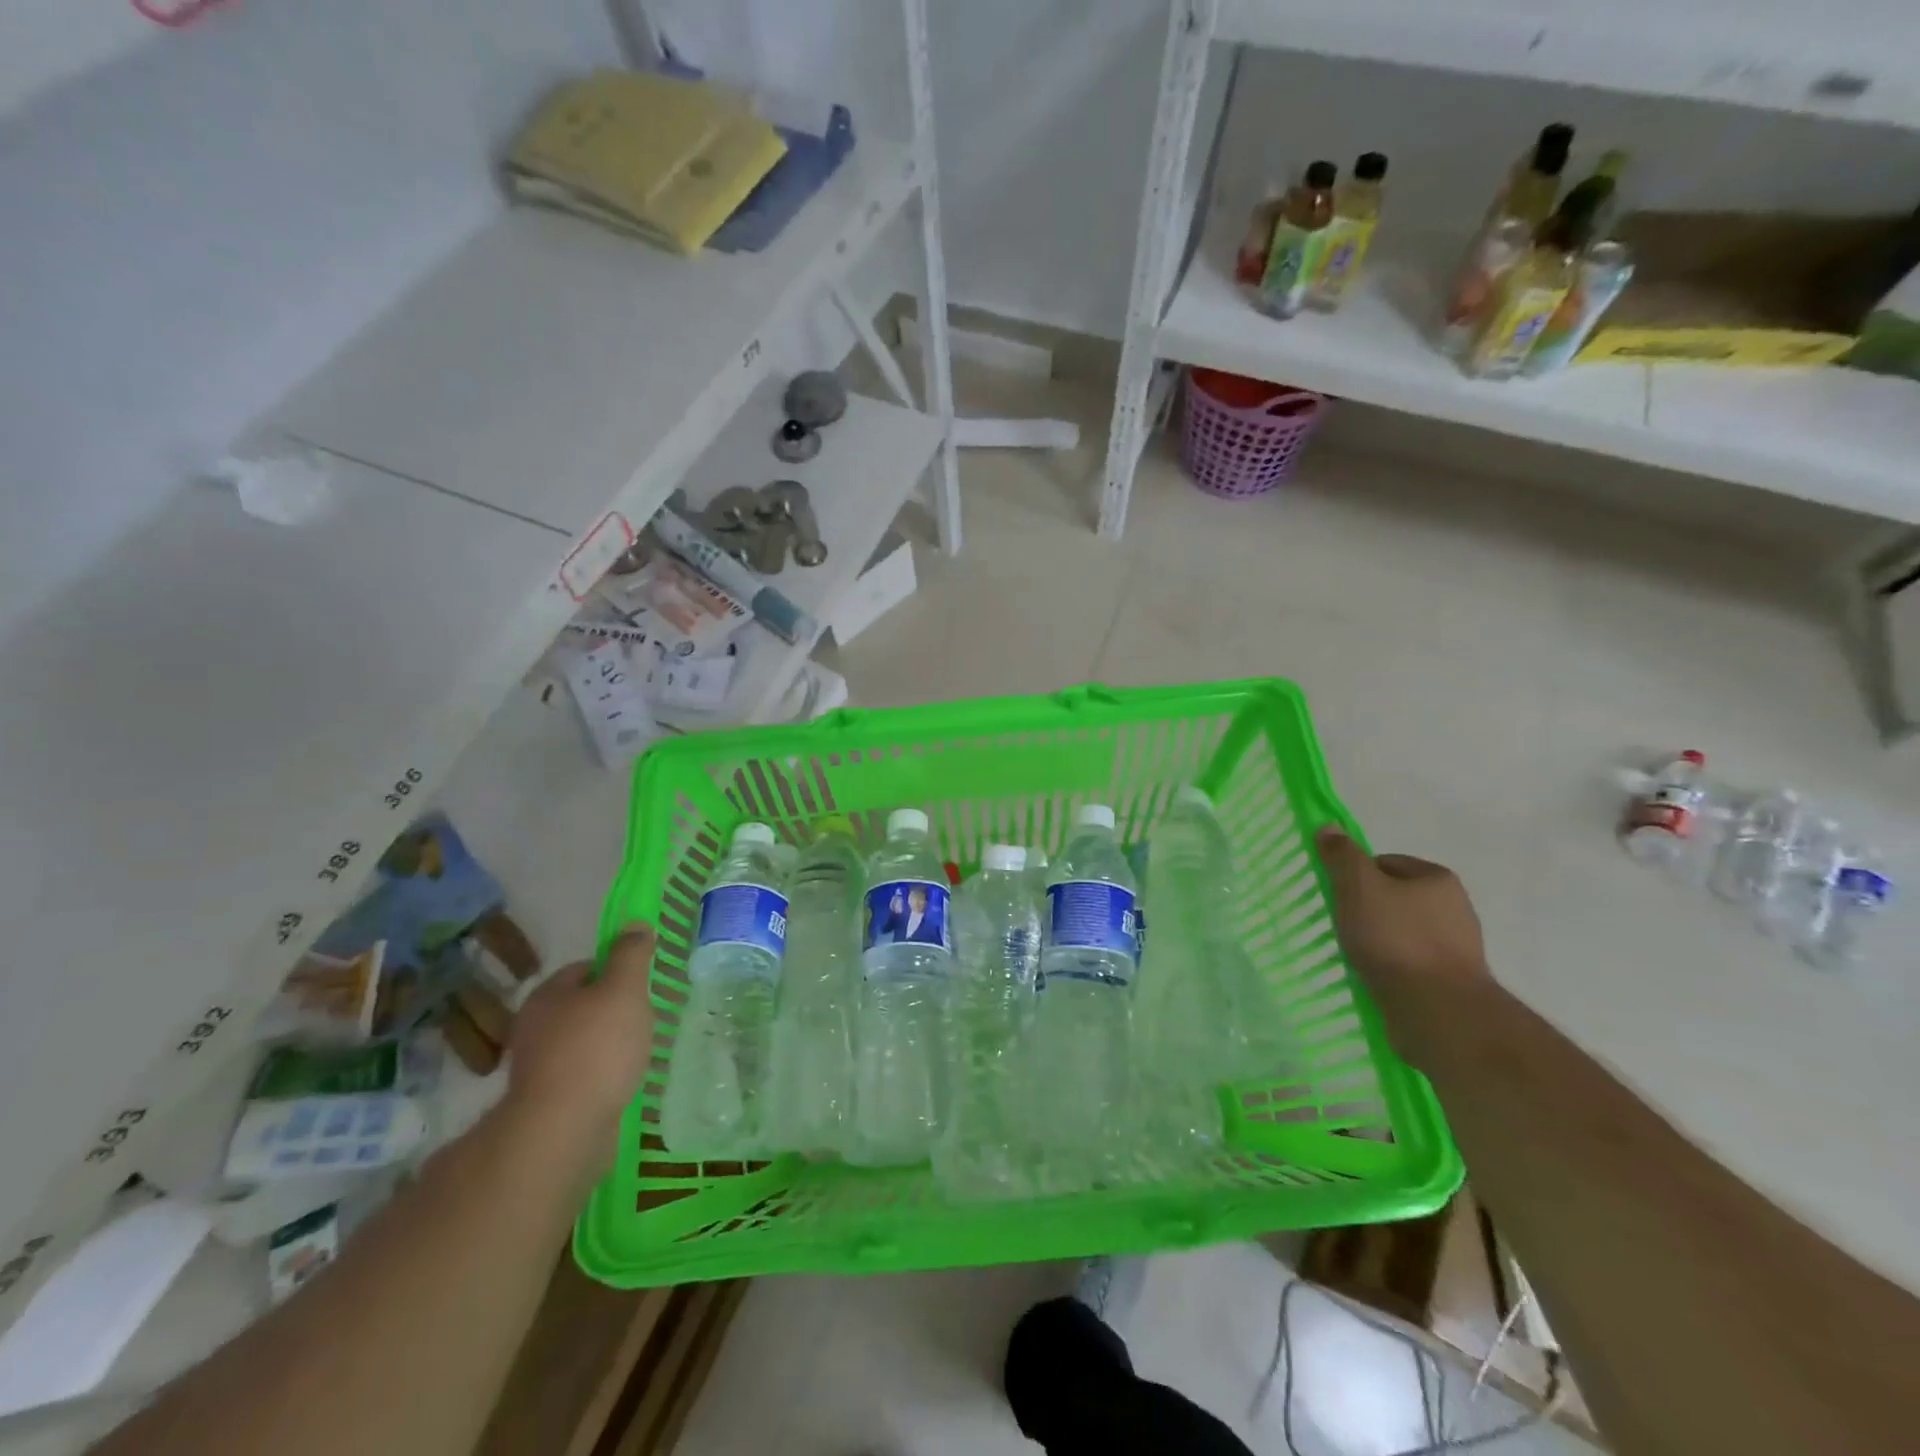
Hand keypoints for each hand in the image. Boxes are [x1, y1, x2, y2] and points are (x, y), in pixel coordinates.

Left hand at [503, 924, 656, 1152]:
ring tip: (639, 1052)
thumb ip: (631, 955)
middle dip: (613, 1010)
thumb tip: (636, 924)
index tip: (642, 985)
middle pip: (582, 1006)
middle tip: (646, 1018)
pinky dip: (602, 1075)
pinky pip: (582, 1076)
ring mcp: (537, 1068)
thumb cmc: (596, 1049)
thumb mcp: (624, 990)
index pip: (585, 968)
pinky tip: (623, 1082)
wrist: (562, 1130)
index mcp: (547, 995)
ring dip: (608, 1045)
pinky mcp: (547, 1102)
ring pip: (582, 1042)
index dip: (617, 970)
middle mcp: (534, 1027)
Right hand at [1315, 828, 1493, 1064]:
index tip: (1338, 898)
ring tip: (1358, 956)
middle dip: (1368, 909)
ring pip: (1403, 931)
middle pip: (1395, 897)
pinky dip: (1392, 966)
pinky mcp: (1454, 981)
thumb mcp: (1358, 887)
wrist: (1439, 1011)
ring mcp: (1459, 946)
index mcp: (1438, 878)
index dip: (1355, 877)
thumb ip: (1342, 856)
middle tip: (1344, 926)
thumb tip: (1328, 826)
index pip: (1385, 863)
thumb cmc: (1395, 939)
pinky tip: (1376, 977)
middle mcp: (1456, 907)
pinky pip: (1412, 962)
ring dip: (1380, 940)